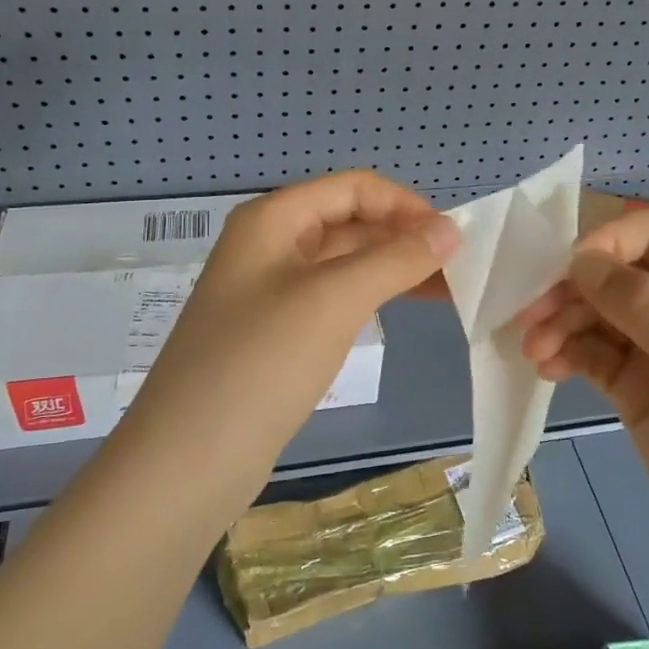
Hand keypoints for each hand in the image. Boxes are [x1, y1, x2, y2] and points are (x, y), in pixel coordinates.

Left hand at [119, 172, 458, 484]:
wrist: (189, 460)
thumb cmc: (261, 362)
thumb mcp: (334, 300)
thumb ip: (395, 259)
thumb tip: (451, 229)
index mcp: (273, 219)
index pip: (353, 188)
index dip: (405, 205)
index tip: (453, 238)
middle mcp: (270, 245)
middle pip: (349, 222)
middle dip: (403, 237)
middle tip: (460, 269)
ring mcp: (270, 291)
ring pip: (344, 262)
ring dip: (392, 268)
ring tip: (446, 291)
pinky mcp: (277, 333)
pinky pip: (333, 298)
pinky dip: (370, 298)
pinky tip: (401, 311)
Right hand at [515, 210, 648, 588]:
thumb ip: (644, 303)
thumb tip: (580, 260)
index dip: (606, 243)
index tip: (564, 274)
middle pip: (615, 272)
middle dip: (571, 289)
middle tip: (530, 319)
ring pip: (596, 312)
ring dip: (560, 323)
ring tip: (535, 353)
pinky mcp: (636, 388)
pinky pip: (591, 353)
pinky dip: (565, 353)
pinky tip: (548, 370)